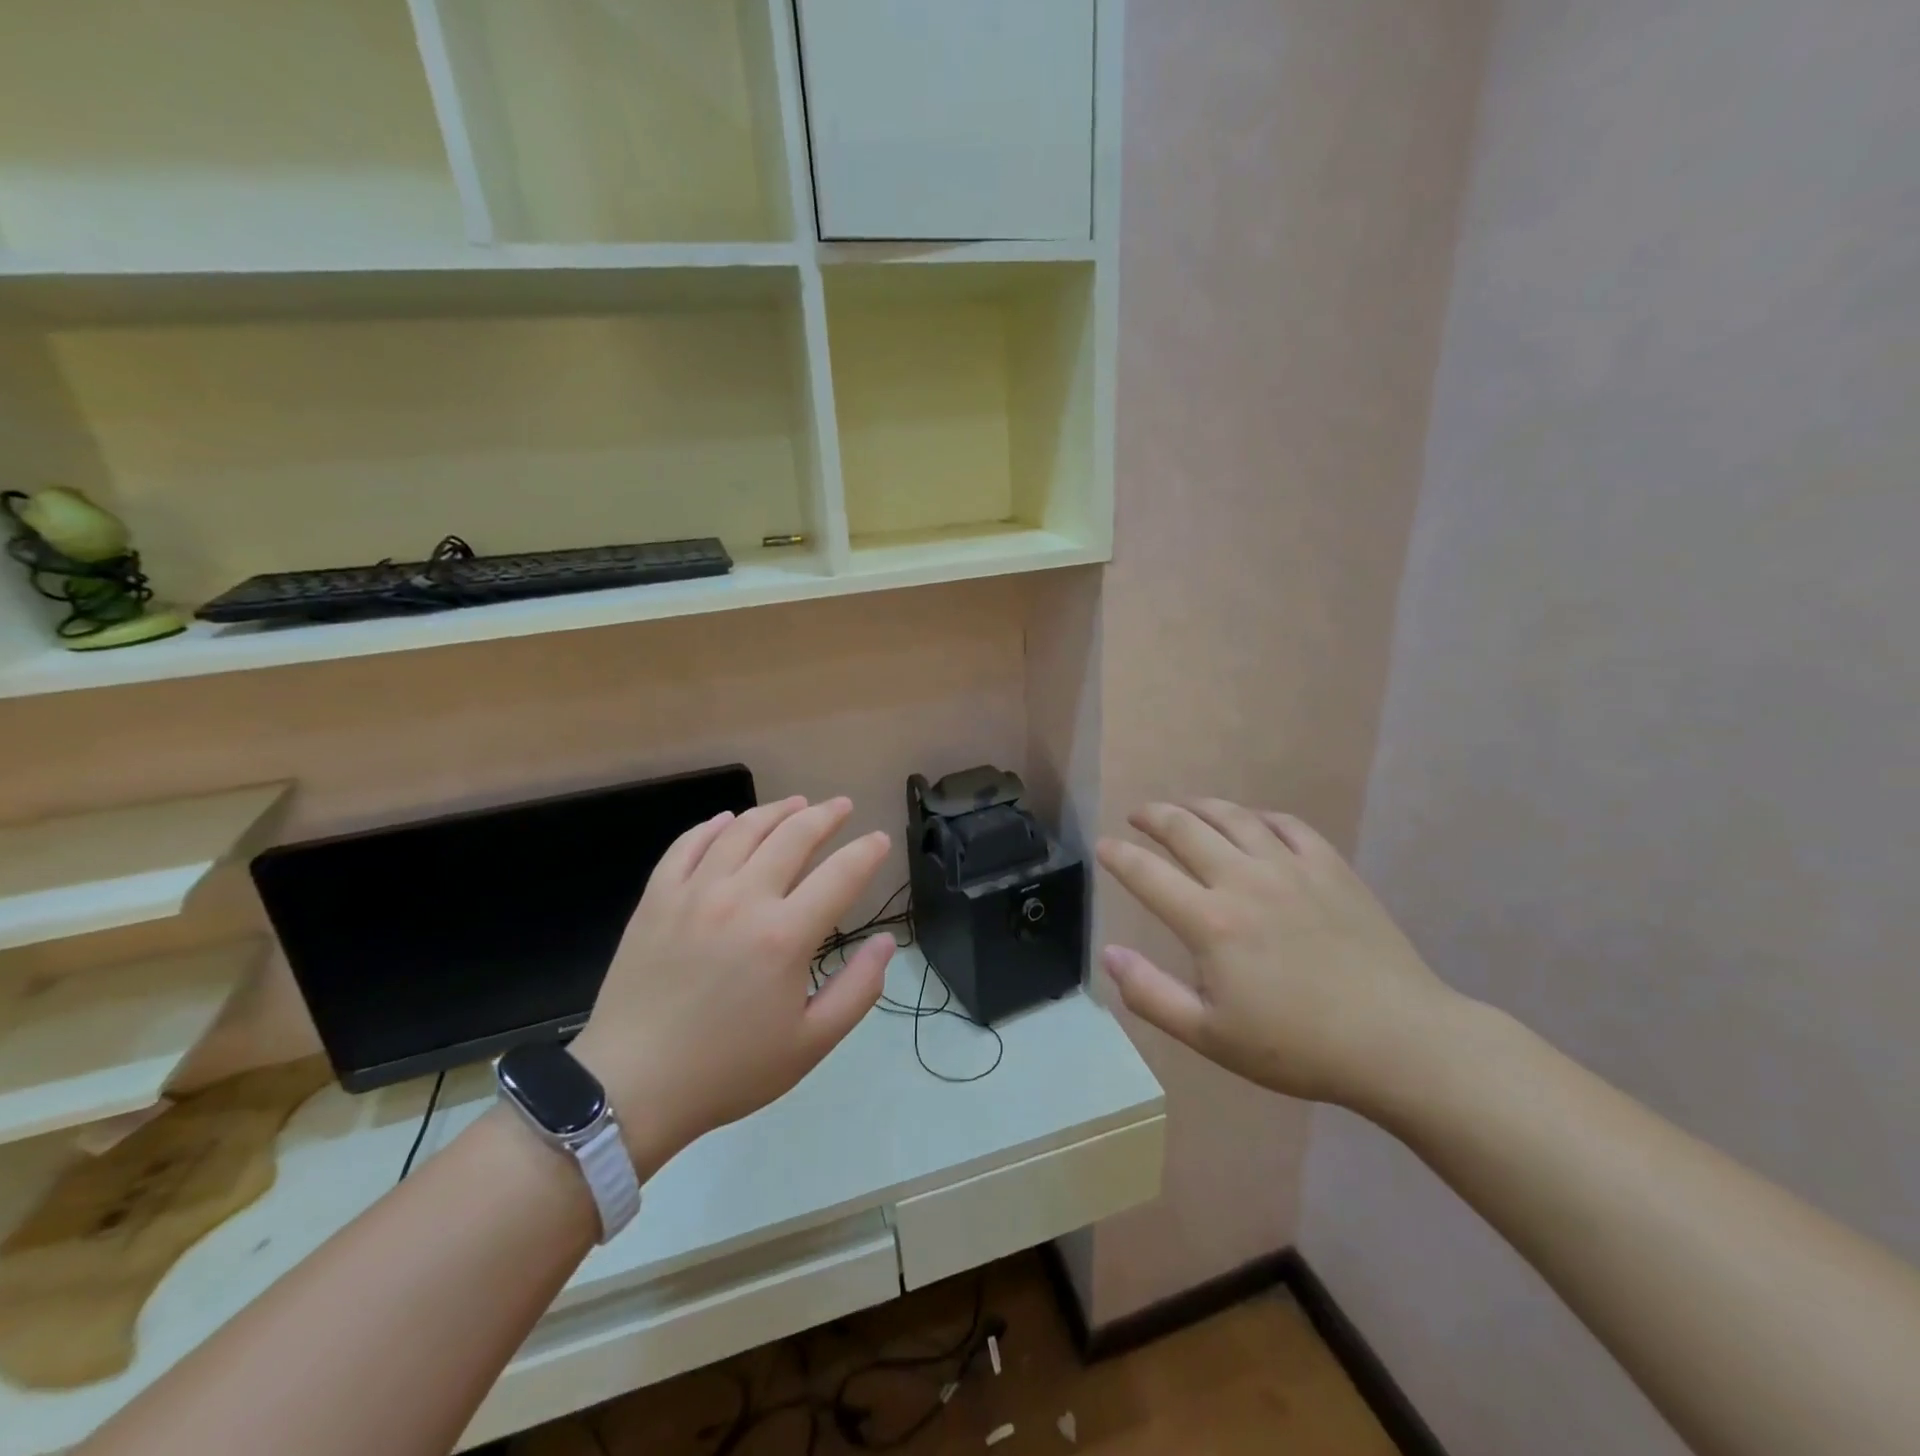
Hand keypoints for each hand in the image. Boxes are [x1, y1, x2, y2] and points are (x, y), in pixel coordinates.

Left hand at [571, 797, 892, 1160]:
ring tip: (796, 803)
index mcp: (785, 935)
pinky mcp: (656, 898)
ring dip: (776, 810)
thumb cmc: (728, 1069)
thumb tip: (885, 943)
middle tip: (841, 807)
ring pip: (742, 830)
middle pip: (793, 836)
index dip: (867, 852)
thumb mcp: (810, 1044)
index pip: (841, 874)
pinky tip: (728, 820)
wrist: (631, 1087)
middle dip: (825, 815)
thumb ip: (858, 990)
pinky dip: (713, 825)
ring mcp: (694, 892)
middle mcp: (742, 899)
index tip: (880, 839)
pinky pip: (688, 844)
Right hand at [1096, 800, 1461, 1111]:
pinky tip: (1252, 822)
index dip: (1118, 856)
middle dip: (1153, 817)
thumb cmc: (1297, 1046)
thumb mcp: (1211, 1036)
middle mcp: (1244, 880)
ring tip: (1184, 807)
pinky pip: (1286, 824)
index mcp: (1210, 922)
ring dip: (1200, 806)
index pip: (1147, 874)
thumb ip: (1151, 994)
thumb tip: (1109, 954)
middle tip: (1138, 816)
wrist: (1398, 1041)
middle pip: (1186, 829)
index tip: (1103, 847)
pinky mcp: (1330, 867)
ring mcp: (1290, 867)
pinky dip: (1258, 816)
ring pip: (1234, 817)